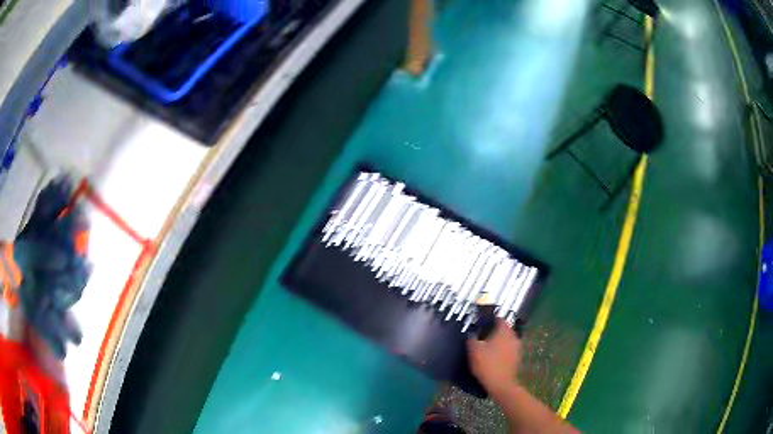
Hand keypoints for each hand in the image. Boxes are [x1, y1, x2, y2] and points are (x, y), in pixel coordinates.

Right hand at [467, 318, 520, 396]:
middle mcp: (513, 337)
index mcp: (504, 331)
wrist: (501, 384)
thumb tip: (472, 333)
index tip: (483, 322)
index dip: (491, 319)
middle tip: (484, 335)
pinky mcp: (517, 358)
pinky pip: (509, 349)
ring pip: (508, 340)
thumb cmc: (487, 364)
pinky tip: (494, 356)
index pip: (500, 319)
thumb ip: (472, 339)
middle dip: (496, 331)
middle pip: (505, 329)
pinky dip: (503, 350)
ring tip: (489, 346)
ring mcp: (517, 348)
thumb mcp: (474, 350)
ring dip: (500, 341)